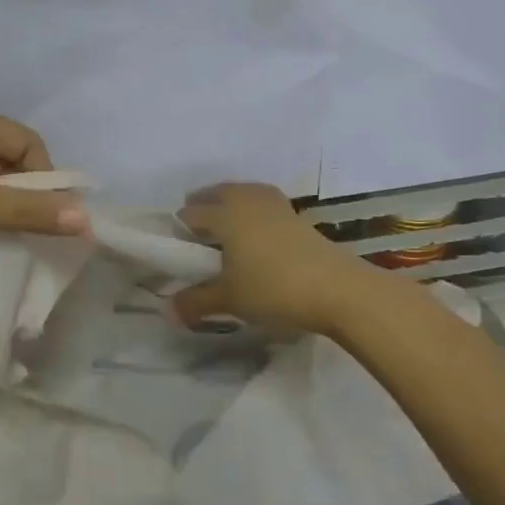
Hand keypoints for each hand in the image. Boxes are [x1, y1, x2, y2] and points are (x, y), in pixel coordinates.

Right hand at [172, 183, 366, 334]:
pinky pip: (262, 202)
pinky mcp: (296, 215)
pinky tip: (255, 233)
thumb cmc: (273, 288)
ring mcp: (274, 204)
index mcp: (224, 214)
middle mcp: (246, 200)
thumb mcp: (229, 300)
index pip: (190, 213)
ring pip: (241, 193)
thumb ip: (195, 302)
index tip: (176, 250)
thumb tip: (167, 310)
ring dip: (228, 205)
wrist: (337, 289)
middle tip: (196, 238)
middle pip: (215, 194)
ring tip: (224, 231)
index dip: (178, 230)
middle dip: (202, 209)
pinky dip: (251, 210)